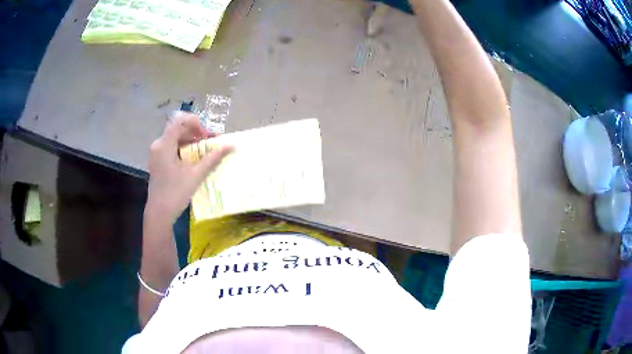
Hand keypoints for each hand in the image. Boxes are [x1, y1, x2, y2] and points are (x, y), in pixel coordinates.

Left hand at [145, 111, 232, 223]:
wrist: (159, 214)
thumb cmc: (175, 193)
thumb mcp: (196, 175)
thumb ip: (213, 158)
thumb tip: (231, 145)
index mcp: (164, 145)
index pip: (179, 121)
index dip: (195, 122)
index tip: (208, 134)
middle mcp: (158, 145)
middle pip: (178, 129)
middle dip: (196, 132)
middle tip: (211, 142)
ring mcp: (157, 153)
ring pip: (175, 138)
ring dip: (191, 140)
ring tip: (206, 150)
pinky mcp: (158, 161)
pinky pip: (172, 147)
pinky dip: (184, 148)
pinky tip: (194, 158)